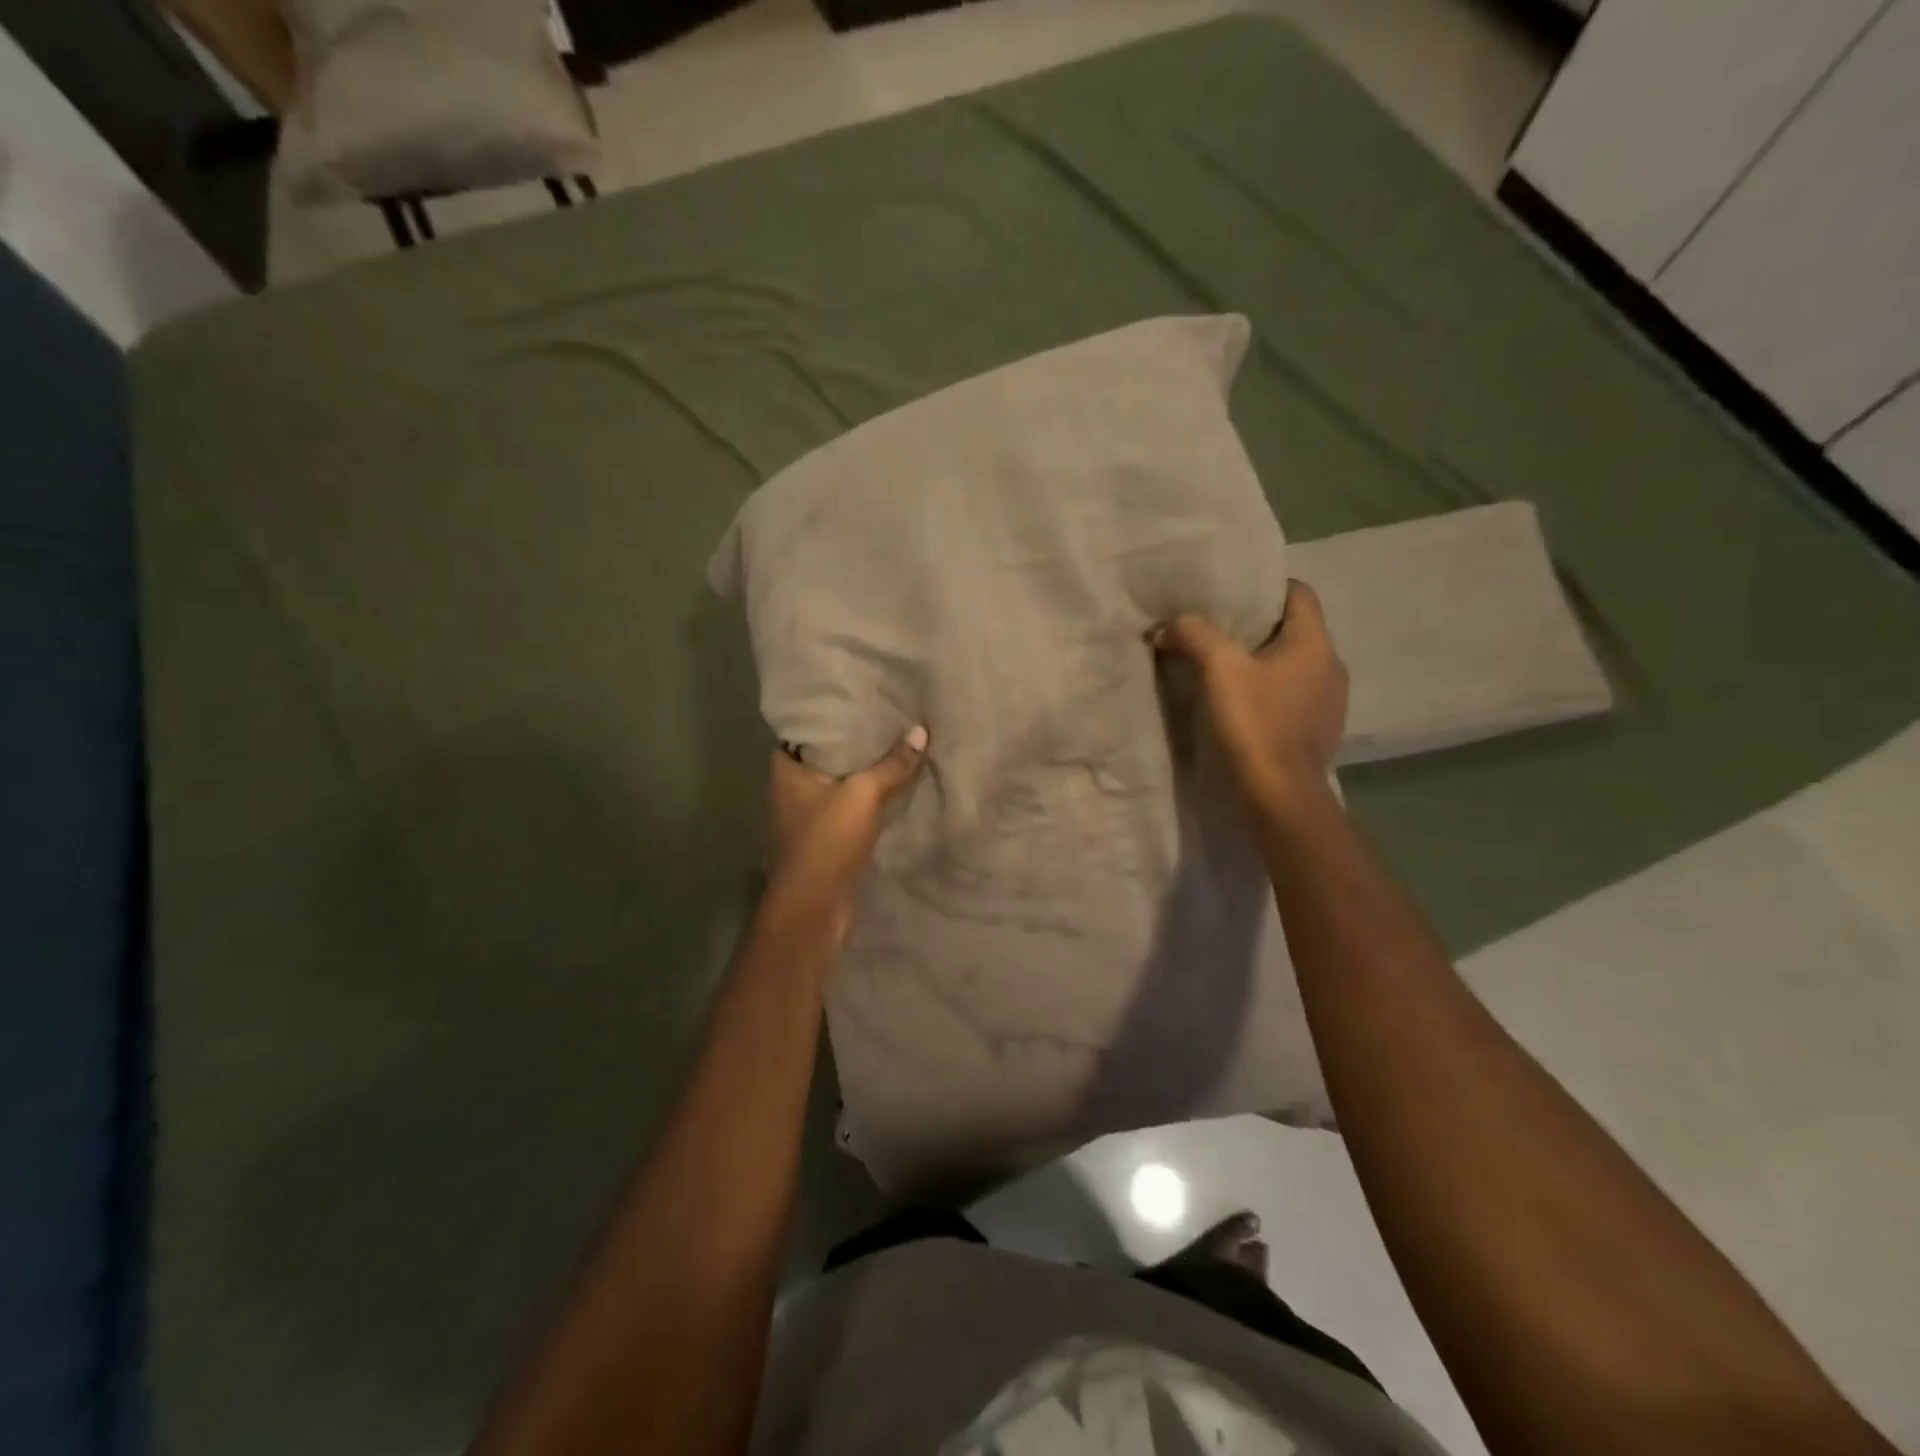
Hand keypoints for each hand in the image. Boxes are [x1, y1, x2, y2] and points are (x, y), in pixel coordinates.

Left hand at [764, 726, 928, 941]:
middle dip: (851, 745)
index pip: (802, 732)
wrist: (815, 905)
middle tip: (883, 722)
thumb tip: (920, 730)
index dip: (827, 718)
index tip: (855, 703)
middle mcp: (790, 792)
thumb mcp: (864, 794)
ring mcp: (805, 819)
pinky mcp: (823, 841)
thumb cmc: (828, 840)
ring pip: (836, 785)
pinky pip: (846, 809)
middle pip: (822, 758)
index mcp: (786, 772)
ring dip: (860, 774)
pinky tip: (889, 789)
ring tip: (892, 749)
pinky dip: (864, 801)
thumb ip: (892, 764)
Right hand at [1153, 581, 1347, 815]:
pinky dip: (1269, 694)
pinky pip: (1293, 697)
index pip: (1299, 593)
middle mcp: (1331, 666)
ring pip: (1293, 666)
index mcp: (1315, 643)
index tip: (1229, 598)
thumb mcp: (1218, 670)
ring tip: (1224, 672)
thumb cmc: (1255, 724)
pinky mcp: (1319, 732)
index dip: (1265, 589)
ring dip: (1262, 664)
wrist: (1280, 796)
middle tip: (1215, 633)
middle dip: (1256, 629)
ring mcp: (1330, 703)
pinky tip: (1242, 708)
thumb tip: (1168, 625)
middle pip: (1293, 630)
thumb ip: (1194, 635)